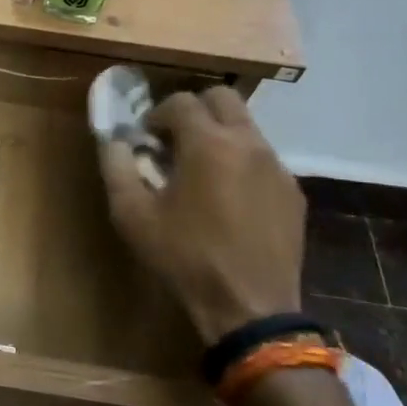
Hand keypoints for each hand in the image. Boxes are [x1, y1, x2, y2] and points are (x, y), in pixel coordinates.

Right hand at [98, 88, 303, 345]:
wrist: (250, 308)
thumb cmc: (184, 258)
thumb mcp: (133, 216)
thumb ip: (117, 168)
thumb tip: (113, 141)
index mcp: (207, 143)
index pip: (181, 101)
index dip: (157, 114)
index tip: (146, 138)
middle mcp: (247, 142)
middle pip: (222, 97)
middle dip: (195, 110)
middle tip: (176, 140)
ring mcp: (276, 166)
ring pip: (246, 126)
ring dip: (220, 134)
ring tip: (202, 170)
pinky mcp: (293, 191)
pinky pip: (264, 158)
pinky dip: (242, 162)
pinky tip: (230, 198)